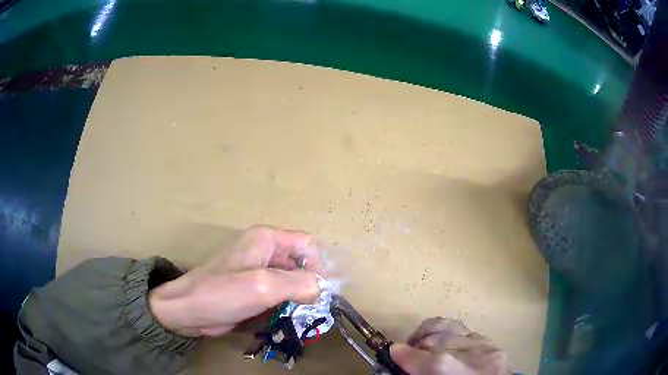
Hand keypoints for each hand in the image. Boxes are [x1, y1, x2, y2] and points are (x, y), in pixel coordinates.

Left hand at [149, 225, 323, 336]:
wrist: (189, 309)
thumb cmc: (223, 293)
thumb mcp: (264, 286)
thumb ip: (299, 283)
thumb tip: (322, 288)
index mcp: (267, 239)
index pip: (307, 245)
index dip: (317, 267)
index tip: (316, 293)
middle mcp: (263, 250)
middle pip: (300, 262)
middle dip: (307, 284)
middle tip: (308, 308)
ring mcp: (256, 269)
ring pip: (290, 279)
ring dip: (297, 296)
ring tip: (297, 314)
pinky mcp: (251, 286)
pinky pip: (277, 291)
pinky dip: (285, 303)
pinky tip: (282, 316)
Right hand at [390, 318, 510, 374]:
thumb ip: (418, 372)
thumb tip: (400, 357)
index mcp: (448, 371)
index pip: (418, 356)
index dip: (401, 353)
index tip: (392, 351)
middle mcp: (467, 355)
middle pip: (434, 340)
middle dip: (417, 345)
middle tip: (409, 354)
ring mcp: (484, 347)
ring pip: (451, 327)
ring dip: (433, 333)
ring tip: (424, 342)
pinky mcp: (494, 345)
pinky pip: (467, 331)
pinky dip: (451, 334)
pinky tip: (446, 343)